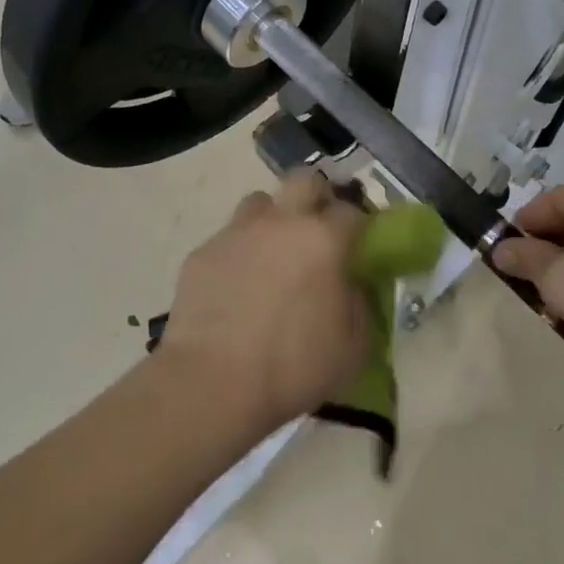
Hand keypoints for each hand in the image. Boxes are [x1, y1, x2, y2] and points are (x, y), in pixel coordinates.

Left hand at [156, 172, 369, 434]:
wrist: (211, 383)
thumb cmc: (292, 367)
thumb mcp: (352, 347)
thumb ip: (360, 304)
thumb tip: (353, 285)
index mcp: (323, 239)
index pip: (352, 211)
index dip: (359, 226)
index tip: (360, 245)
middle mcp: (280, 222)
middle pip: (304, 180)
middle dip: (316, 197)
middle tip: (317, 229)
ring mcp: (237, 233)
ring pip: (260, 203)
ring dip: (272, 220)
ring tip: (273, 255)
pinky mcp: (203, 252)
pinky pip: (228, 239)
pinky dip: (239, 253)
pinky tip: (237, 287)